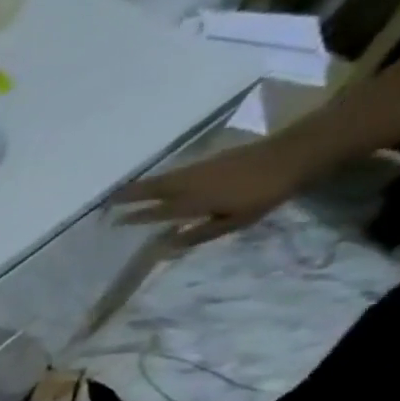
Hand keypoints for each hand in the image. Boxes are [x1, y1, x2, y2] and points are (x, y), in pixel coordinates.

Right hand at [112, 136, 318, 249]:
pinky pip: (174, 172)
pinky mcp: (208, 161)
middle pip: (152, 190)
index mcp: (192, 202)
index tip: (114, 222)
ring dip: (141, 185)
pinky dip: (159, 178)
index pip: (154, 212)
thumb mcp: (233, 222)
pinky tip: (157, 181)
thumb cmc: (263, 194)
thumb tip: (165, 246)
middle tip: (107, 201)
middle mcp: (188, 184)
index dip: (134, 217)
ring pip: (162, 179)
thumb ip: (198, 234)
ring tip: (124, 191)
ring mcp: (198, 169)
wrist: (292, 154)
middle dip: (129, 196)